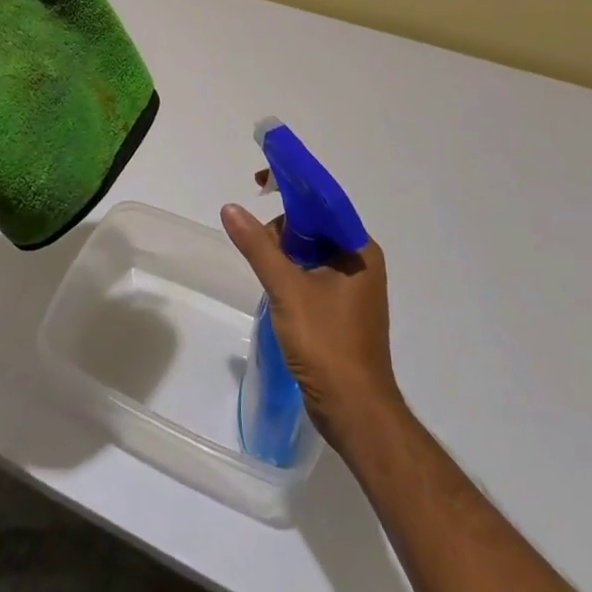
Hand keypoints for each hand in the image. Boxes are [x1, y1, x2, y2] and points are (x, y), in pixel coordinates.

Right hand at [221, 197, 400, 454]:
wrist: (355, 411)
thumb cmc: (327, 344)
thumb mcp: (287, 289)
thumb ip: (258, 246)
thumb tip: (230, 209)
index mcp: (358, 250)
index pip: (324, 201)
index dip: (292, 184)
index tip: (260, 180)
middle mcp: (360, 262)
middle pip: (315, 224)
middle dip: (284, 226)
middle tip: (257, 241)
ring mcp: (352, 288)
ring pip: (312, 250)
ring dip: (284, 251)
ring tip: (264, 270)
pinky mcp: (341, 309)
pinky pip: (313, 273)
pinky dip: (291, 270)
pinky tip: (273, 284)